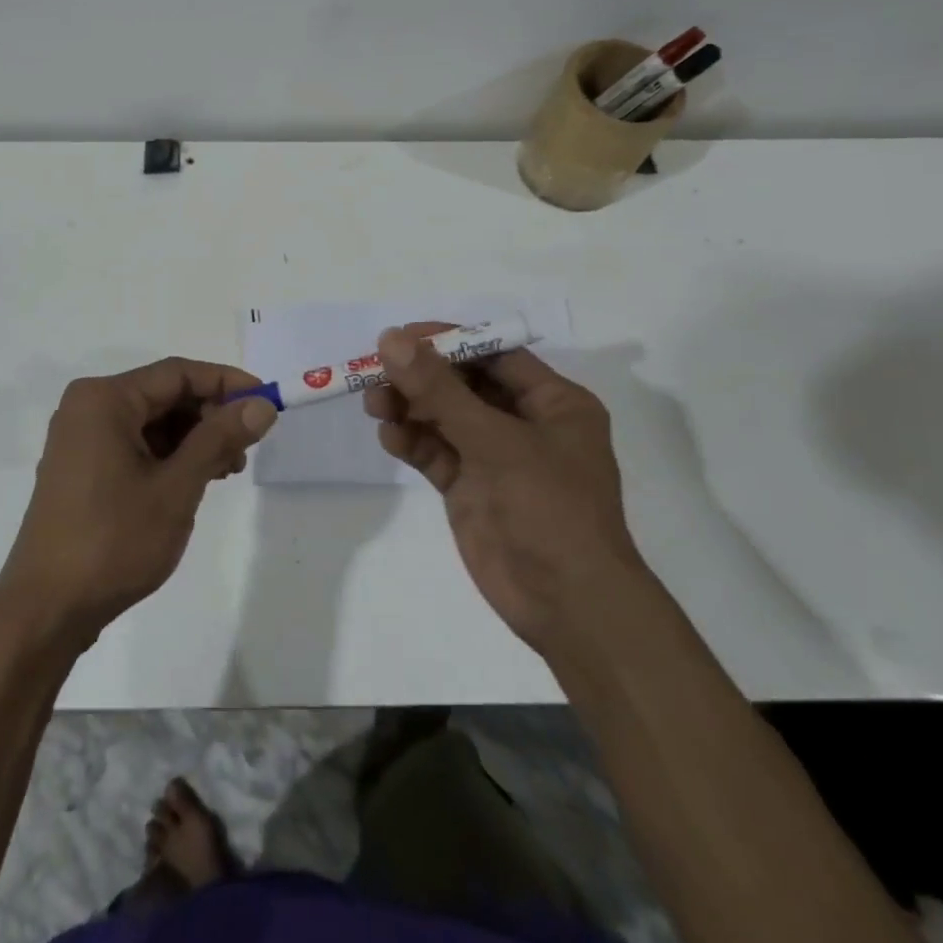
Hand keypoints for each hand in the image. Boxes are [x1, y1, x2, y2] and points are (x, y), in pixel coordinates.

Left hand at [0, 358, 277, 649]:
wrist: (46, 610)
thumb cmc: (113, 541)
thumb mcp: (176, 487)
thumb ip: (219, 439)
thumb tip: (262, 405)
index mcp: (104, 399)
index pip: (177, 373)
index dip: (226, 383)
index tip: (266, 402)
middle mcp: (89, 408)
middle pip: (164, 395)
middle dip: (210, 415)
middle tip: (248, 447)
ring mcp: (82, 439)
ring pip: (152, 422)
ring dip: (193, 439)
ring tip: (227, 469)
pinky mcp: (82, 467)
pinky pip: (135, 444)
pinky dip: (169, 456)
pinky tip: (195, 480)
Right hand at [363, 323, 638, 651]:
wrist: (568, 606)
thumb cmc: (549, 508)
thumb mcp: (495, 441)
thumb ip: (439, 390)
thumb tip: (391, 339)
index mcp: (552, 402)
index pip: (493, 354)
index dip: (447, 341)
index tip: (400, 337)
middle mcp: (524, 423)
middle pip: (462, 384)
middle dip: (420, 377)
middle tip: (375, 371)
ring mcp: (494, 457)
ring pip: (443, 417)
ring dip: (409, 407)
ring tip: (374, 405)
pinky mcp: (470, 487)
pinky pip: (435, 452)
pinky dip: (411, 441)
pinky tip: (389, 437)